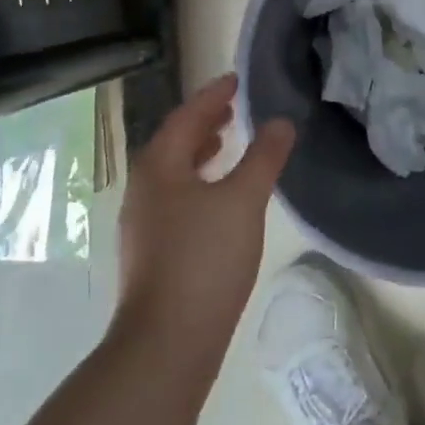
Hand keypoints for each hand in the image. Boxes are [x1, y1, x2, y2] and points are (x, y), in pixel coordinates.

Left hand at [116, 74, 295, 365]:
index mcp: (159, 166)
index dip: (213, 95)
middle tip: (233, 108)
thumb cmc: (204, 260)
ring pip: (173, 171)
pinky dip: (197, 181)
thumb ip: (264, 157)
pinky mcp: (151, 251)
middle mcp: (143, 188)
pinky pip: (175, 196)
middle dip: (204, 121)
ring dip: (199, 151)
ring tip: (226, 144)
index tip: (236, 80)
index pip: (186, 116)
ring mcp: (143, 223)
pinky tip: (218, 198)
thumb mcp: (243, 200)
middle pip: (174, 142)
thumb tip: (281, 122)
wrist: (166, 344)